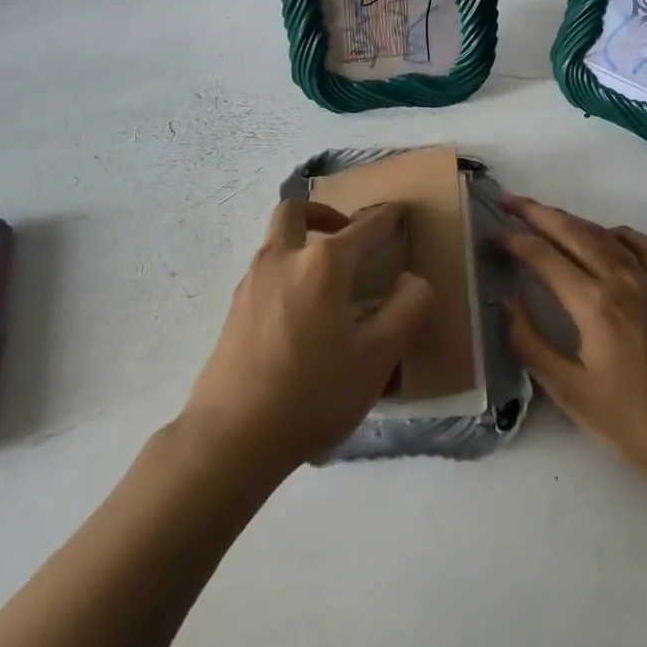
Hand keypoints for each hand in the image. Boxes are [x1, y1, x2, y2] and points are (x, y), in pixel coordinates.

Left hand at [182, 199, 431, 478]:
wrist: (233, 435)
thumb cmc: (313, 393)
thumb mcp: (377, 358)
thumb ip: (406, 311)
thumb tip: (413, 280)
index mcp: (323, 264)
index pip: (363, 229)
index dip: (386, 218)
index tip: (398, 211)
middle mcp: (283, 258)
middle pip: (296, 211)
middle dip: (324, 213)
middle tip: (345, 233)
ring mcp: (252, 282)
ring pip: (275, 239)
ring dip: (302, 240)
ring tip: (328, 277)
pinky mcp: (234, 308)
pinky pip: (265, 269)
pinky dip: (287, 269)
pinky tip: (302, 311)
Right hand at [496, 194, 646, 496]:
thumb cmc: (635, 423)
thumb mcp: (571, 393)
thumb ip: (531, 344)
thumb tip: (504, 304)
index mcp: (594, 305)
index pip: (542, 256)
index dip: (511, 241)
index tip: (487, 236)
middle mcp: (621, 281)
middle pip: (572, 231)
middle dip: (535, 212)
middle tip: (506, 201)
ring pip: (604, 234)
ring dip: (570, 219)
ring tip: (542, 215)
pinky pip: (643, 246)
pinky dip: (618, 233)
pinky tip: (605, 237)